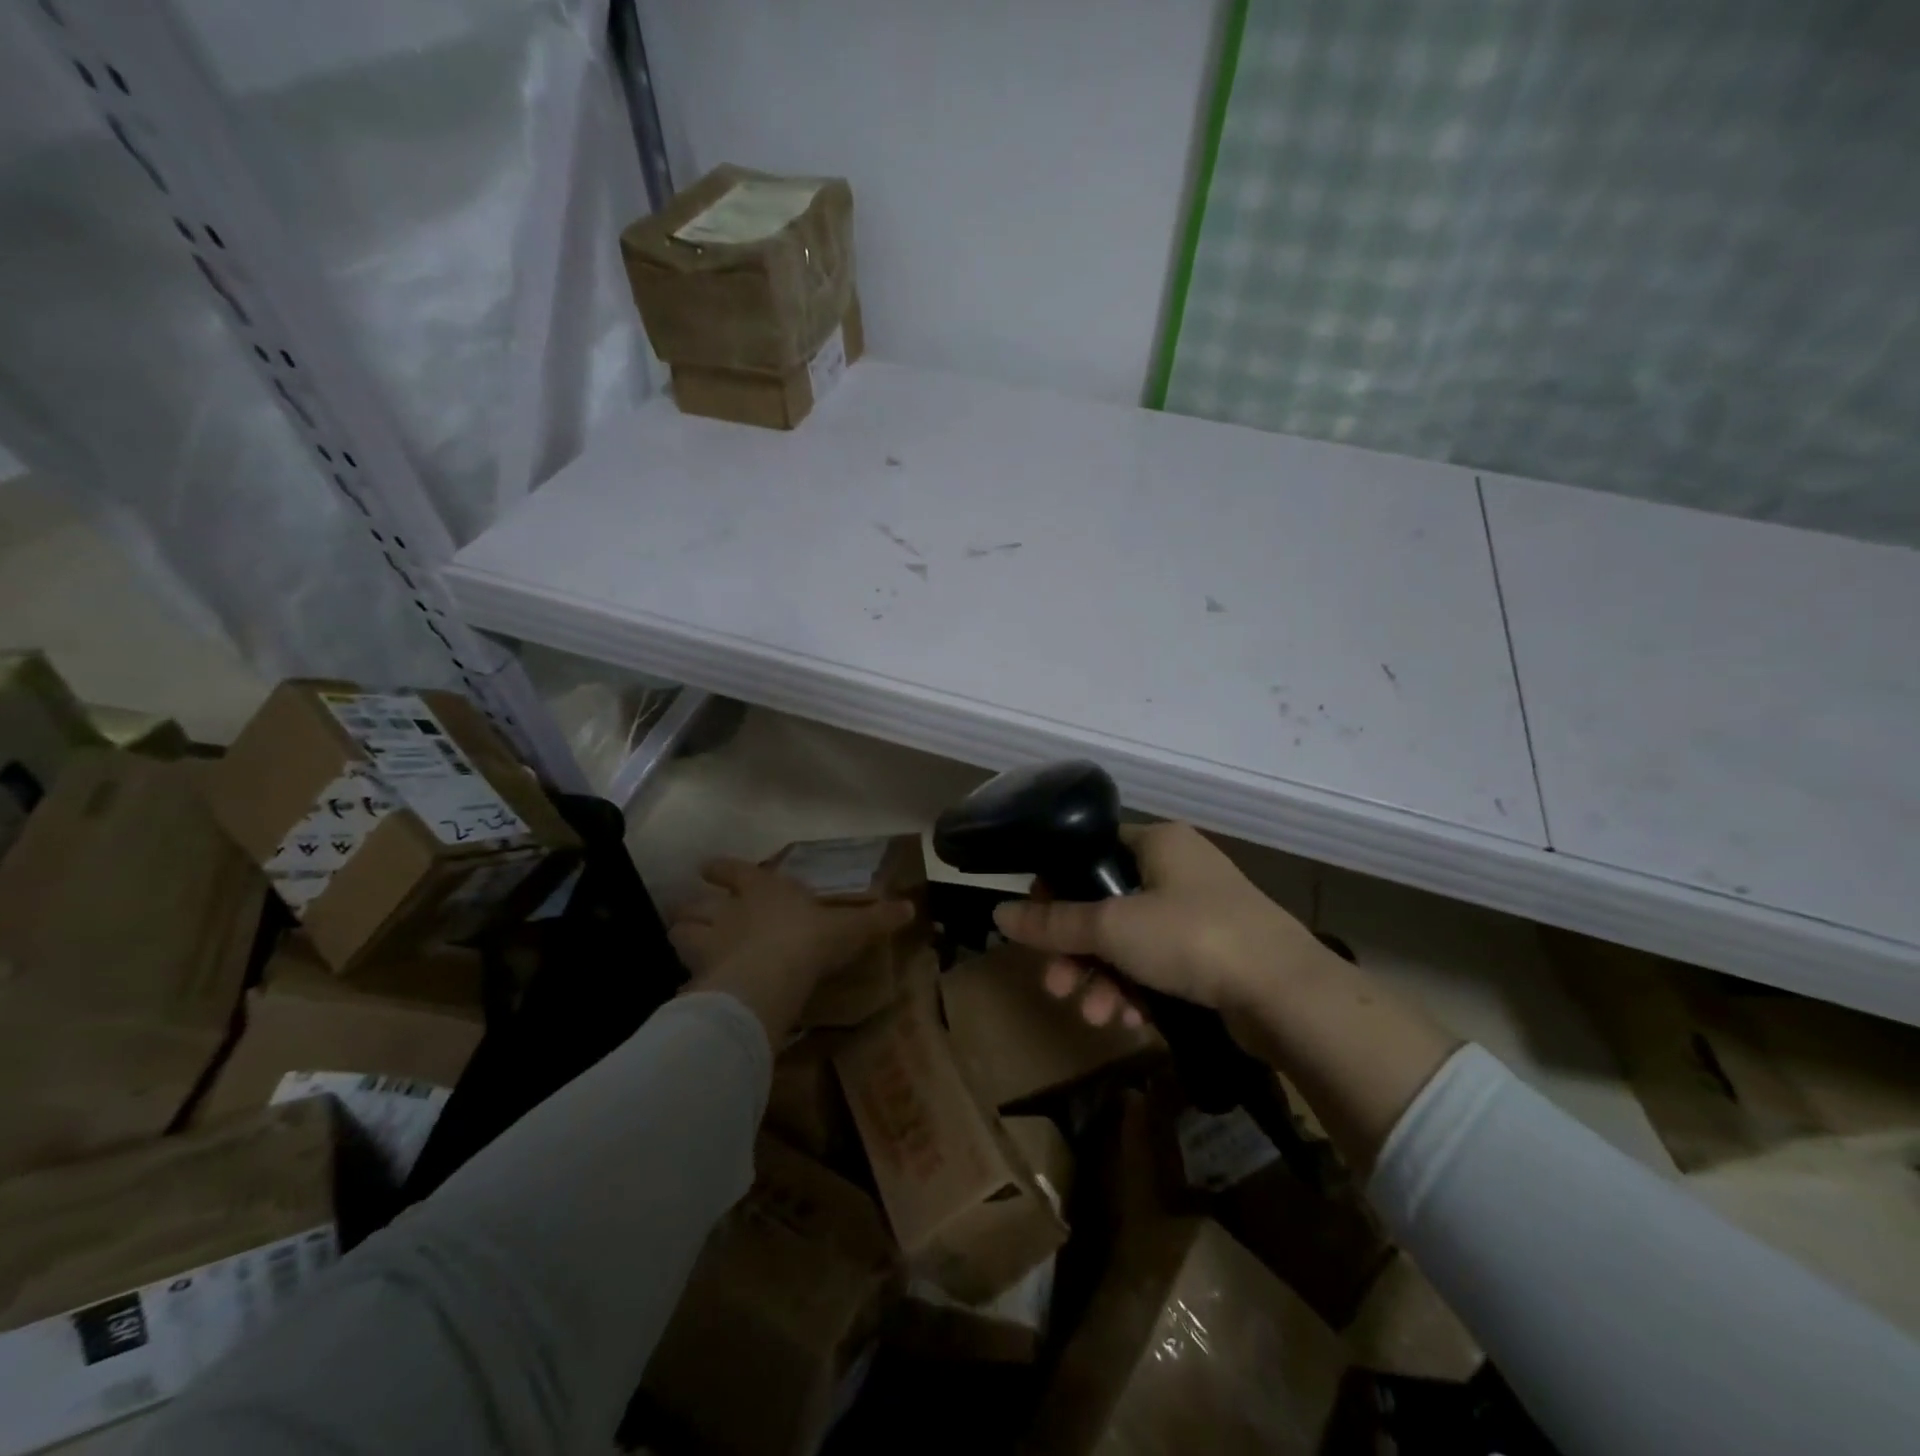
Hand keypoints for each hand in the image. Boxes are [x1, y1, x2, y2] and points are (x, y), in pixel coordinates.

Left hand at [669, 858, 913, 1043]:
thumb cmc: (811, 939)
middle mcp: (728, 911)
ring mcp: (708, 943)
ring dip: (683, 937)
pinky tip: (697, 988)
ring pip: (680, 933)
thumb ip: (876, 919)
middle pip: (695, 904)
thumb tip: (910, 908)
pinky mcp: (700, 976)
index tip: (707, 867)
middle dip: (692, 907)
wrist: (774, 975)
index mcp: (762, 889)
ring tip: (689, 946)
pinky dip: (690, 979)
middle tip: (694, 914)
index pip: (733, 871)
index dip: (721, 869)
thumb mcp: (851, 928)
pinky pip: (687, 976)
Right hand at [996, 821, 1458, 1168]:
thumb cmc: (1192, 937)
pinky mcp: (1213, 953)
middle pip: (1106, 906)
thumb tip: (998, 912)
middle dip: (1077, 952)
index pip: (1090, 853)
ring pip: (1130, 943)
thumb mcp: (1113, 928)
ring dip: (1104, 980)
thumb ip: (1053, 923)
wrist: (1287, 995)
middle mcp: (1178, 869)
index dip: (1056, 887)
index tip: (1035, 925)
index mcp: (1158, 842)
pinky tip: (1130, 1023)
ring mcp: (1199, 913)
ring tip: (1095, 1017)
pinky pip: (1158, 966)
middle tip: (1055, 986)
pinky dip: (1138, 991)